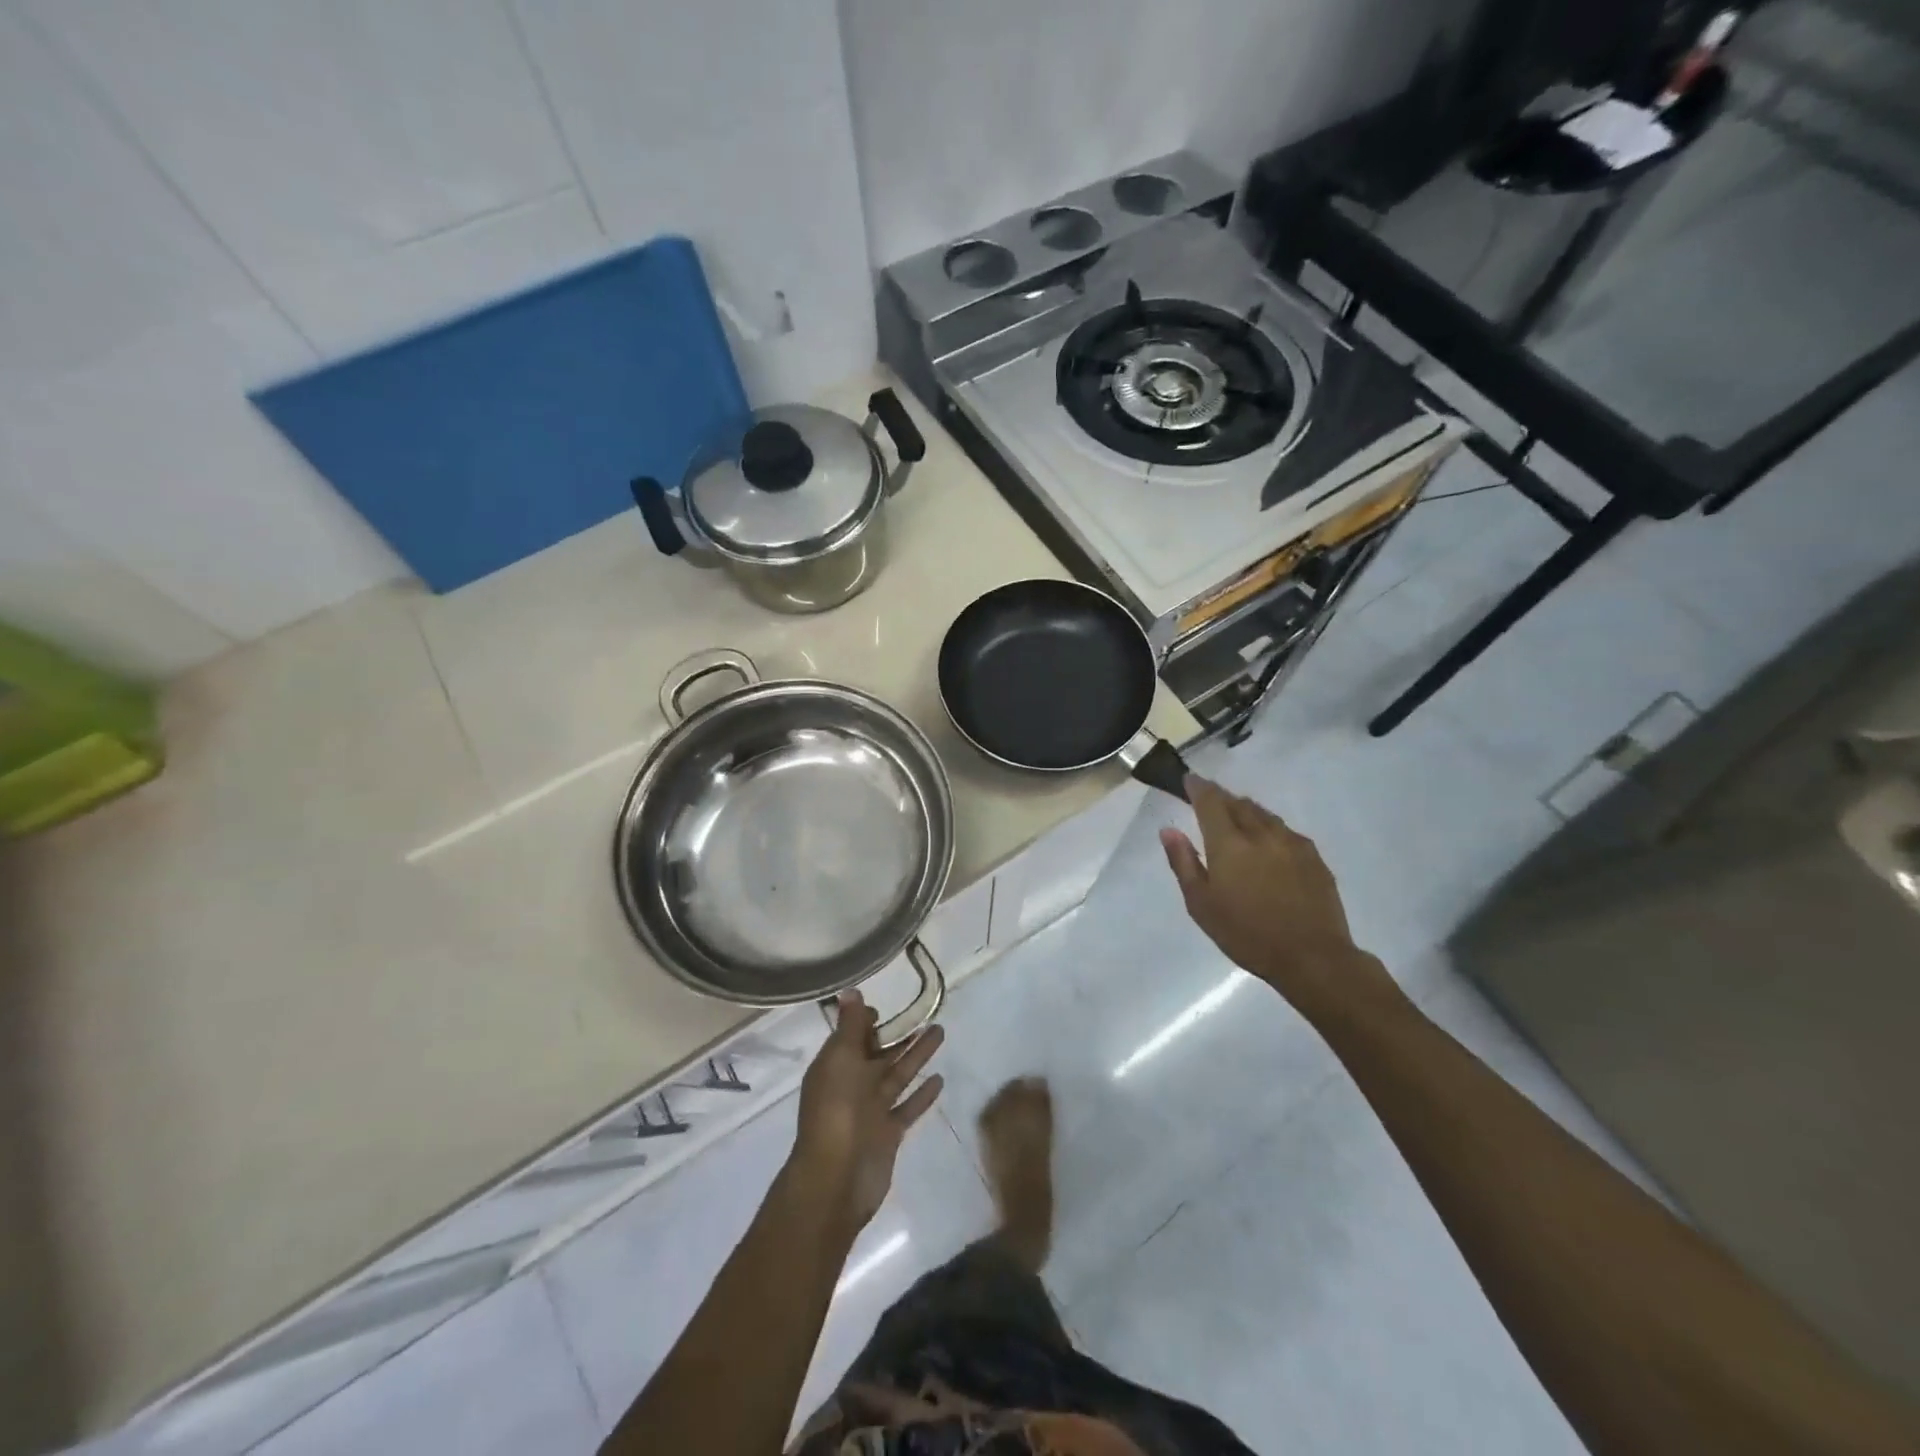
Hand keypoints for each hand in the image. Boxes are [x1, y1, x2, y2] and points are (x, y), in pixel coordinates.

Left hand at [789, 993, 944, 1233]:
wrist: (836, 1178)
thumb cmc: (836, 1110)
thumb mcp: (841, 1058)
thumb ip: (850, 1025)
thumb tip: (849, 990)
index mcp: (835, 1065)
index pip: (852, 1036)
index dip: (867, 1020)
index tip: (887, 1006)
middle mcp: (852, 1084)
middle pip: (879, 1053)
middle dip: (899, 1034)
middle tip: (926, 1013)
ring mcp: (871, 1110)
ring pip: (898, 1074)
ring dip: (917, 1054)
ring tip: (940, 1031)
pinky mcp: (889, 1132)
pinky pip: (908, 1106)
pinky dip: (922, 1094)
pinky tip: (940, 1078)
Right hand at [1160, 776, 1400, 1020]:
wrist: (1313, 958)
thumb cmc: (1247, 934)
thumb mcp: (1201, 904)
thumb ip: (1183, 862)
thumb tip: (1169, 830)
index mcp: (1229, 842)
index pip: (1210, 801)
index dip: (1197, 787)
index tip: (1189, 780)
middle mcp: (1261, 833)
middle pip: (1238, 802)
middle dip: (1221, 797)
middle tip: (1209, 800)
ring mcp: (1292, 843)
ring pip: (1264, 814)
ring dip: (1246, 810)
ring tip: (1237, 818)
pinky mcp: (1314, 857)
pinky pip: (1285, 831)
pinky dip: (1269, 828)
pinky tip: (1268, 844)